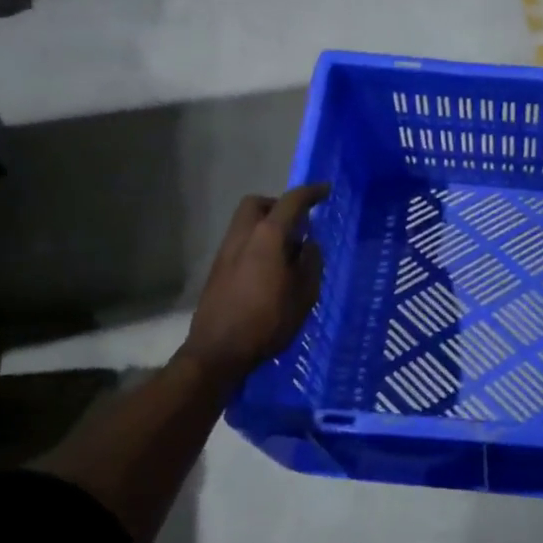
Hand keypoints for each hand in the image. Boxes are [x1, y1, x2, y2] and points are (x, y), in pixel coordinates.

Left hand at [178, 184, 329, 386]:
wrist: (218, 351)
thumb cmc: (268, 321)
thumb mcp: (304, 294)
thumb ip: (310, 263)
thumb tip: (308, 244)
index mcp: (268, 237)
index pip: (291, 202)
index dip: (310, 193)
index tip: (325, 190)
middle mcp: (243, 236)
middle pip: (258, 204)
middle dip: (279, 205)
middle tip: (299, 222)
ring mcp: (225, 252)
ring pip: (246, 223)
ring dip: (267, 225)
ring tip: (287, 250)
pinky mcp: (217, 269)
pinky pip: (240, 242)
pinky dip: (257, 243)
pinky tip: (269, 269)